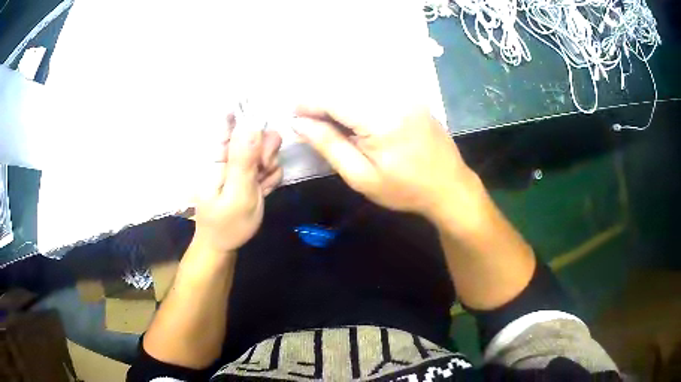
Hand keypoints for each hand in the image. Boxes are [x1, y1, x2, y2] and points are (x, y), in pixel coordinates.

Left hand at [192, 114, 281, 252]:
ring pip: (267, 146)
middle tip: (262, 168)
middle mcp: (228, 152)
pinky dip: (271, 176)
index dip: (250, 115)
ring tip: (261, 185)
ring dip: (270, 165)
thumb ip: (243, 161)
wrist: (225, 243)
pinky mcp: (251, 171)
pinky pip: (271, 163)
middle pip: (256, 130)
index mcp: (217, 153)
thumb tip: (251, 125)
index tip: (261, 131)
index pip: (230, 118)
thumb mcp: (236, 194)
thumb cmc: (226, 223)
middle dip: (266, 148)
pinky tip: (262, 190)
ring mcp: (240, 161)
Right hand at [293, 105, 477, 221]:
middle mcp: (392, 97)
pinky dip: (357, 99)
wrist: (449, 186)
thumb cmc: (404, 189)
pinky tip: (355, 118)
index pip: (333, 99)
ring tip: (331, 123)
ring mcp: (405, 94)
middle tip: (312, 124)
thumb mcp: (361, 176)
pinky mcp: (411, 96)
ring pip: (359, 87)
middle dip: (322, 102)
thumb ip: (329, 145)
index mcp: (380, 118)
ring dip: (339, 100)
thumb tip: (299, 124)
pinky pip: (375, 89)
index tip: (294, 116)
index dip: (309, 104)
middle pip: (344, 88)